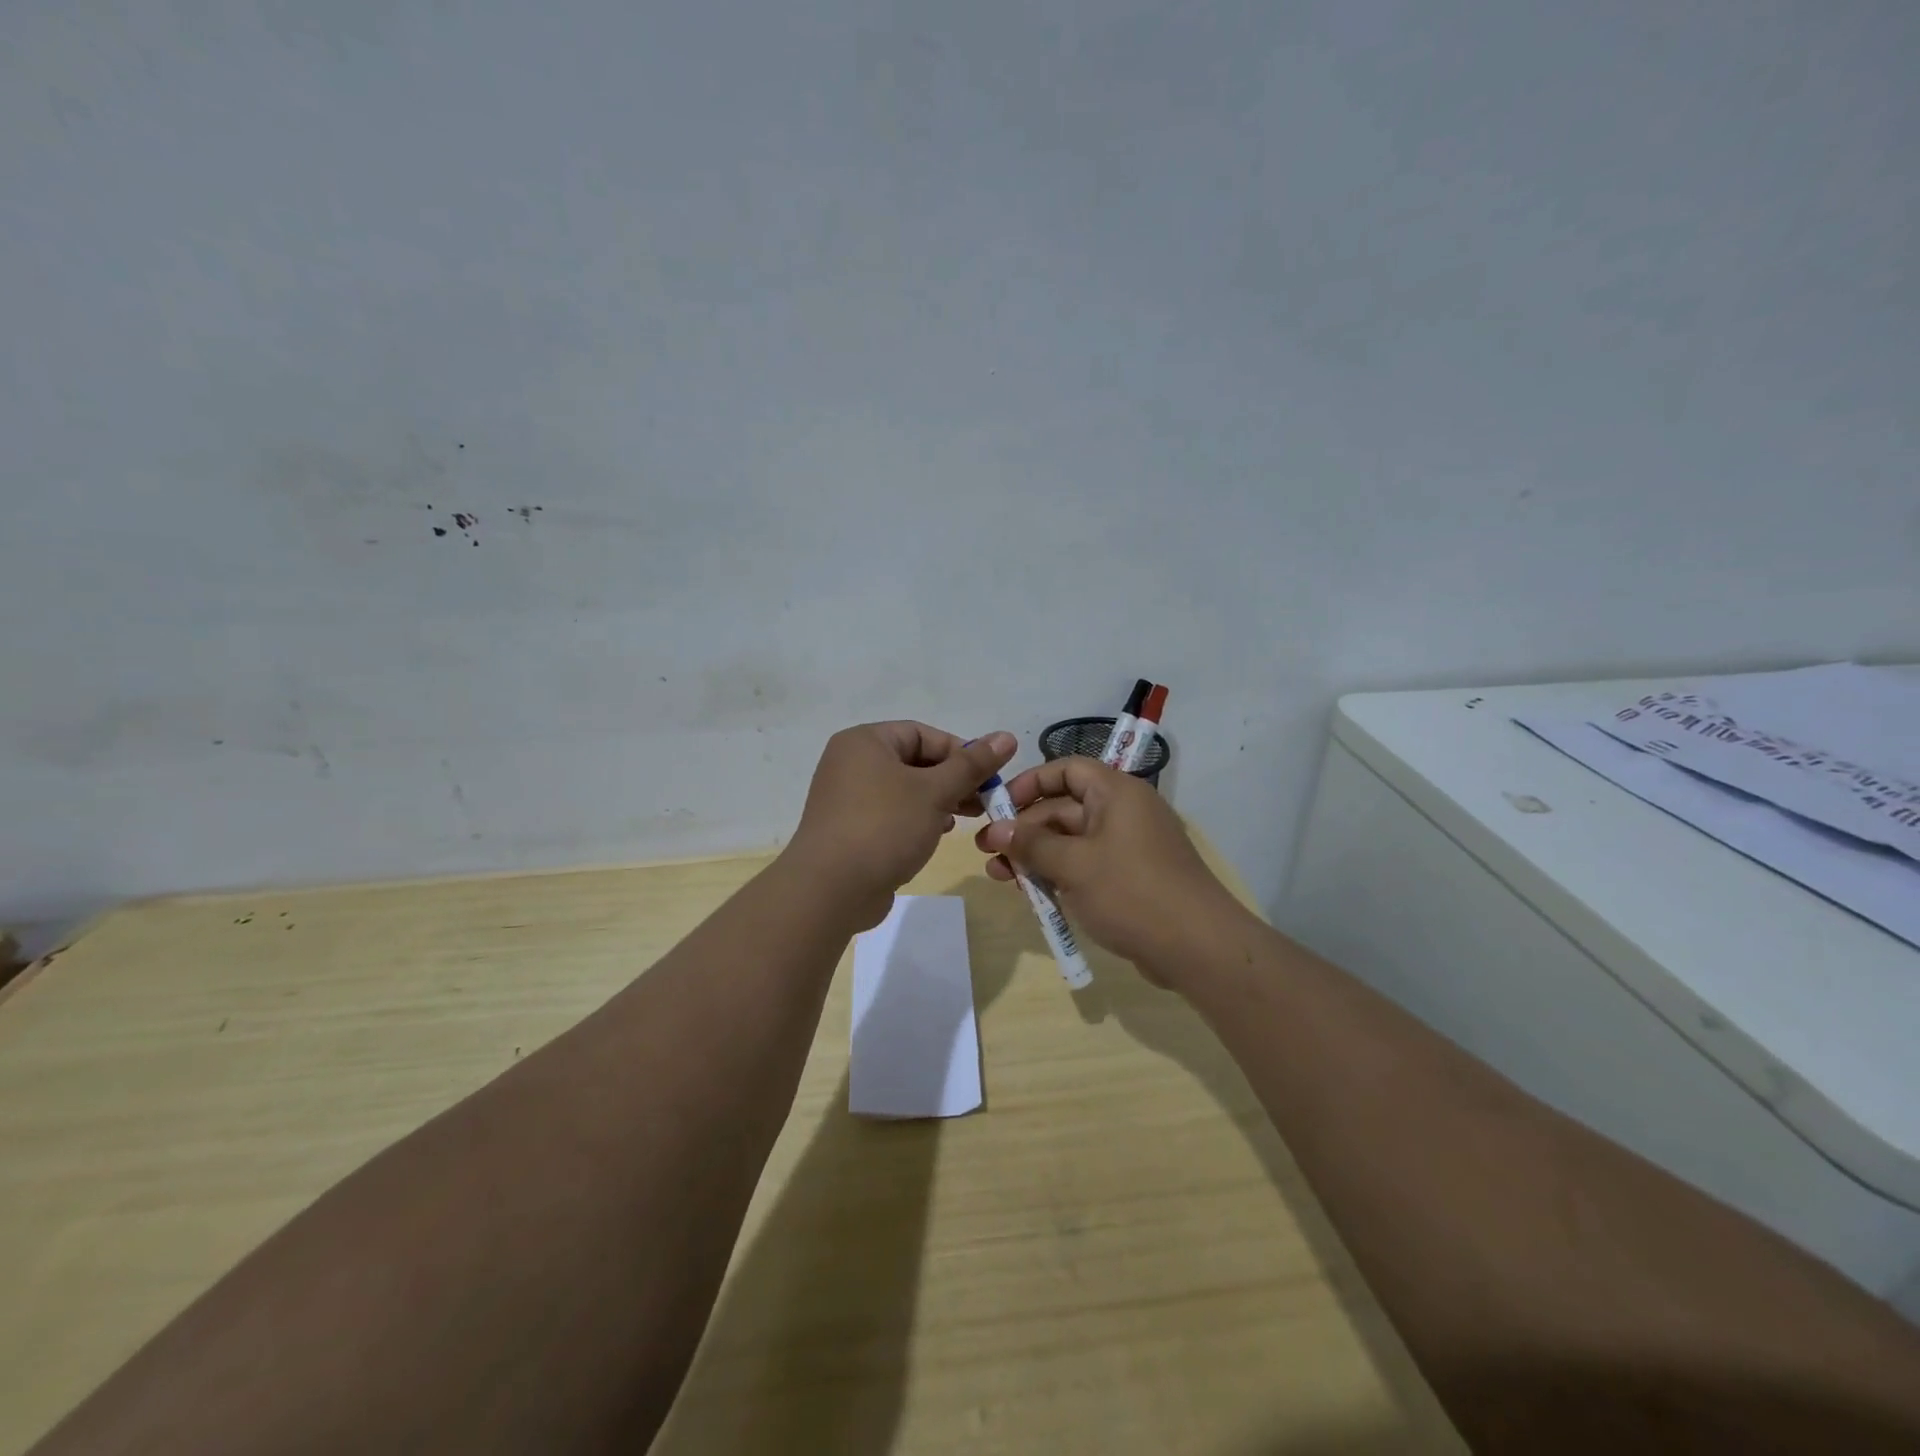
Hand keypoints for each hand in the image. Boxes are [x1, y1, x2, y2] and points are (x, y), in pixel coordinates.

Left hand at [785, 723, 1016, 929]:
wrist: (830, 889)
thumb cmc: (885, 827)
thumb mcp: (935, 792)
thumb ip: (971, 765)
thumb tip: (1006, 737)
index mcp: (865, 741)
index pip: (922, 733)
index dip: (960, 752)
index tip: (988, 777)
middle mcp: (851, 763)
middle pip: (914, 761)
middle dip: (952, 780)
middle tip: (983, 801)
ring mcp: (847, 798)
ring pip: (904, 790)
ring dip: (938, 801)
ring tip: (965, 819)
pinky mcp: (849, 829)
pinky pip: (890, 813)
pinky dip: (916, 819)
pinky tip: (935, 835)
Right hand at [974, 757, 1249, 984]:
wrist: (1198, 948)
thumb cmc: (1132, 892)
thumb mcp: (1074, 865)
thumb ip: (1032, 844)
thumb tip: (997, 829)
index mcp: (1115, 793)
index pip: (1067, 769)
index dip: (1030, 783)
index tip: (999, 807)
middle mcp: (1122, 812)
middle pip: (1063, 808)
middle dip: (1024, 829)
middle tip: (987, 852)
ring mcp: (1127, 847)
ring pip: (1071, 841)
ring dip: (1035, 855)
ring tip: (1000, 876)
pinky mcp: (1129, 879)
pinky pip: (1085, 866)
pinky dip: (1058, 875)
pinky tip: (1031, 894)